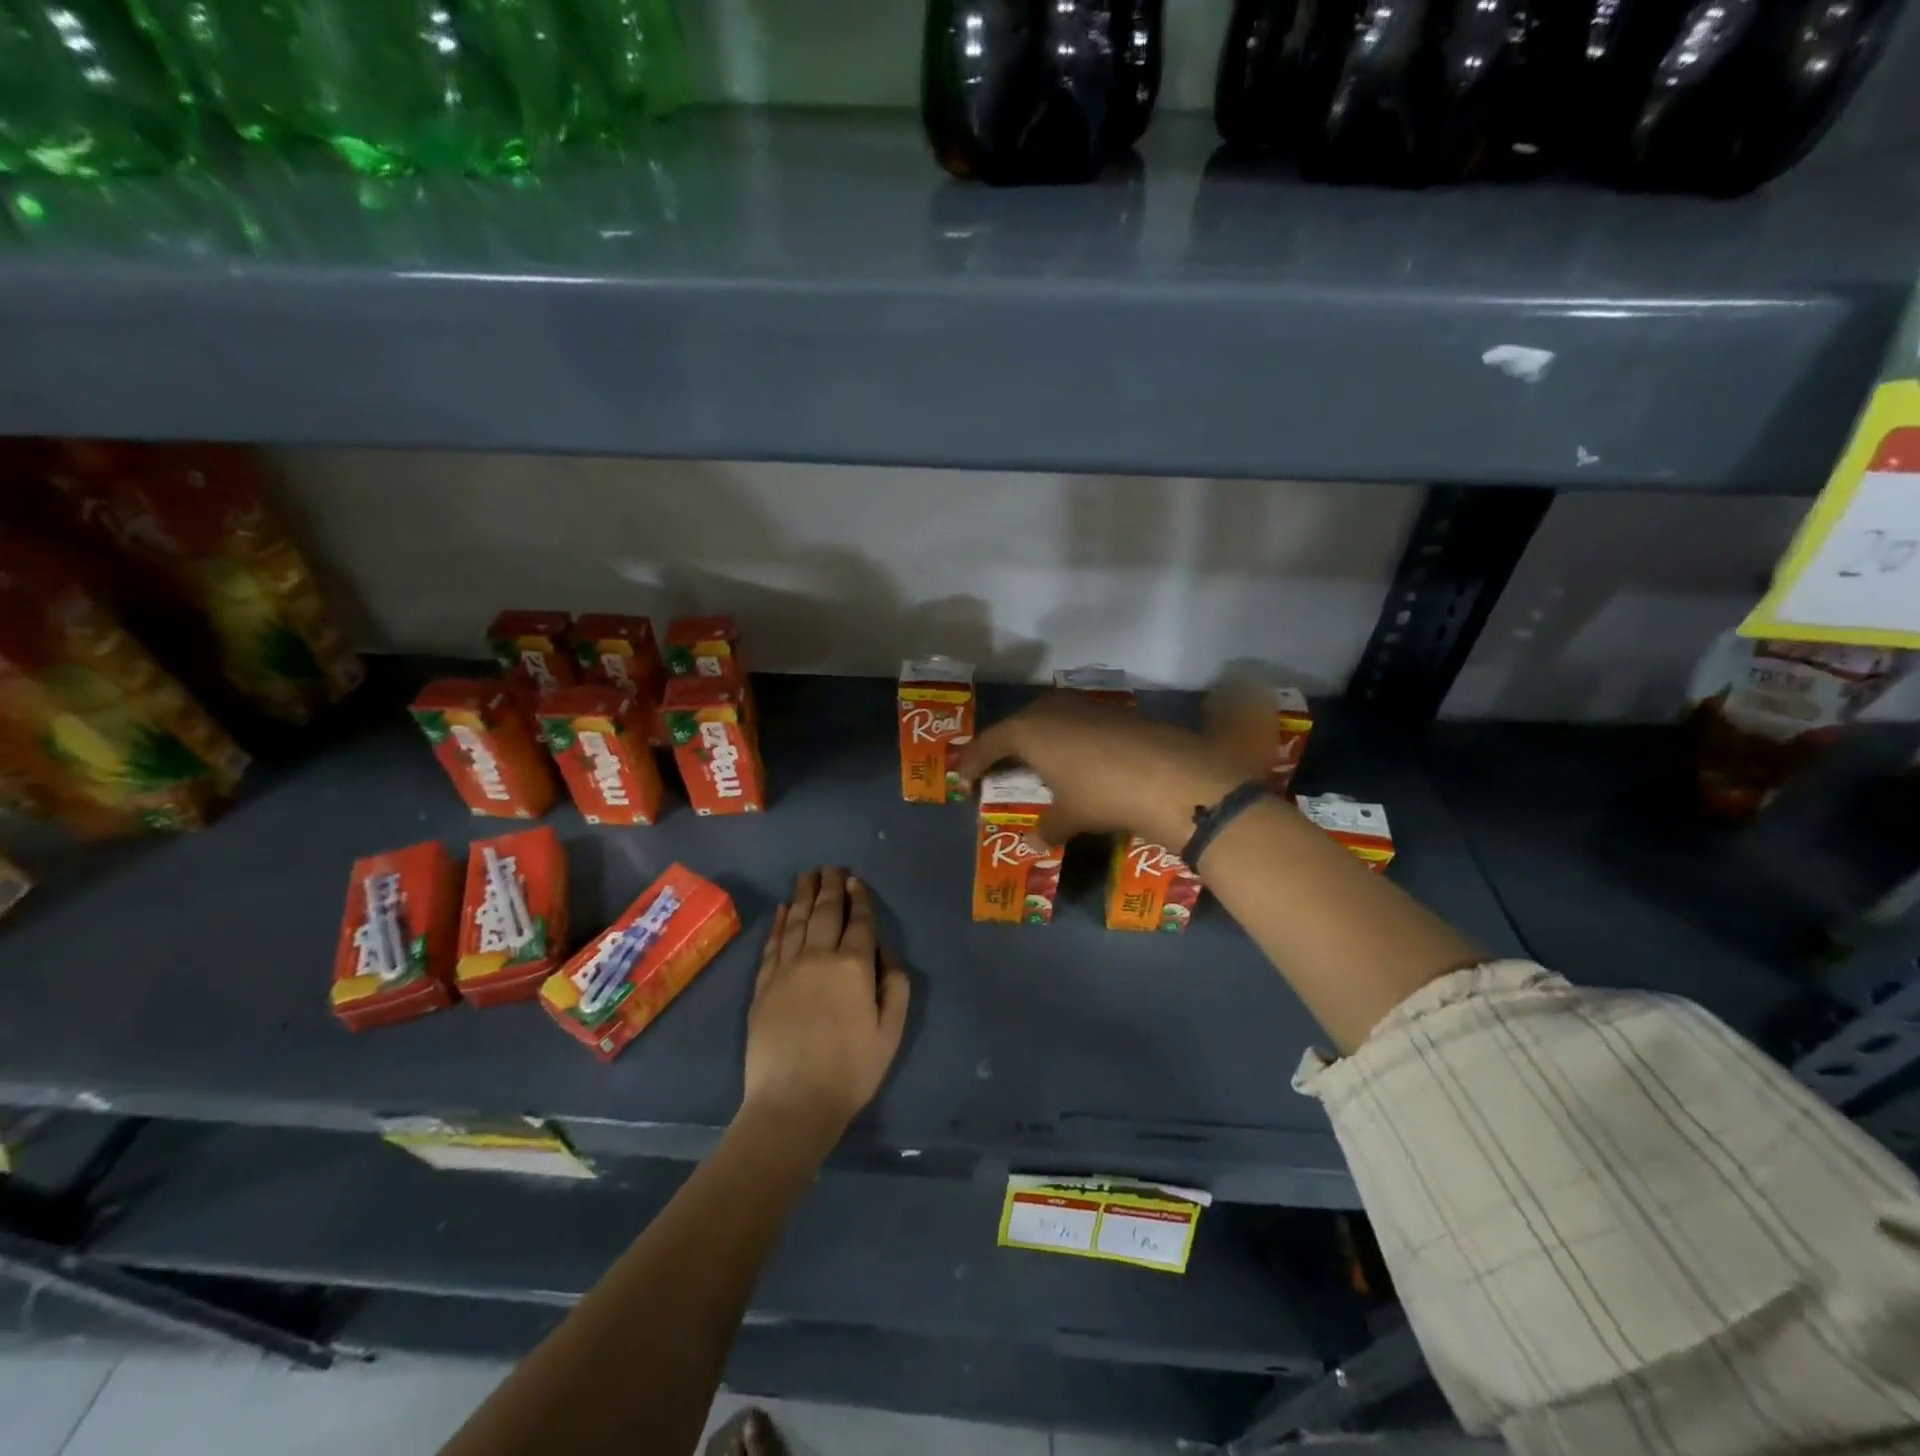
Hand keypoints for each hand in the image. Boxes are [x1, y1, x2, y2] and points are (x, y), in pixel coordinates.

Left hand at [743, 868, 910, 1141]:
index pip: (859, 921)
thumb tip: (884, 951)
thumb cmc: (851, 1070)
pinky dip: (778, 924)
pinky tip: (781, 910)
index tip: (856, 880)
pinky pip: (772, 945)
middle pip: (825, 912)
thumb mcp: (891, 1030)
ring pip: (796, 921)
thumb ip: (896, 984)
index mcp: (854, 966)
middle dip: (830, 887)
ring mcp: (786, 970)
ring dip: (803, 895)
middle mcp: (818, 957)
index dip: (859, 898)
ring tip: (807, 875)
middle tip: (831, 868)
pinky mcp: (762, 986)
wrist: (793, 1102)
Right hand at [954, 693, 1240, 845]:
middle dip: (1005, 745)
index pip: (989, 743)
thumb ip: (1048, 826)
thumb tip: (1035, 842)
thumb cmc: (1102, 794)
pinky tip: (1078, 758)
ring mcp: (1084, 707)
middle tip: (998, 766)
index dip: (974, 762)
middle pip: (1017, 725)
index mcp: (1028, 731)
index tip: (964, 779)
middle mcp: (1051, 710)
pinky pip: (1076, 722)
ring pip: (1049, 718)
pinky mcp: (1113, 711)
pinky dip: (1068, 738)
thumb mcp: (1070, 815)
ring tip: (1038, 761)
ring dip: (1039, 738)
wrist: (1170, 775)